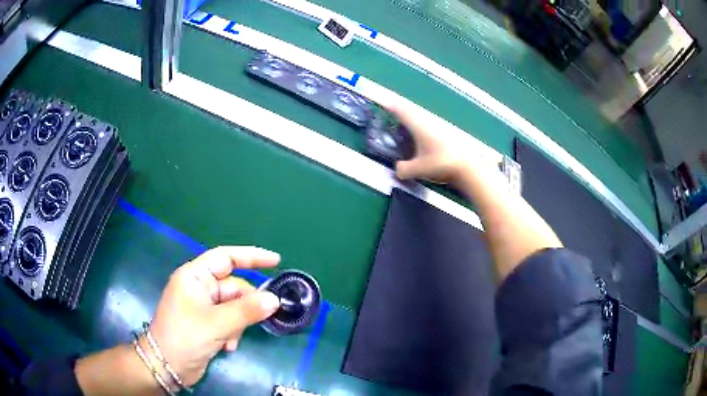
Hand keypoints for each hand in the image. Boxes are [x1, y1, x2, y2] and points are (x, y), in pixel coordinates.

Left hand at [149, 246, 281, 386]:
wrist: (167, 366)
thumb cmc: (185, 337)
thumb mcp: (216, 323)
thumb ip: (247, 310)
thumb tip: (275, 299)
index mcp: (195, 276)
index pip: (226, 257)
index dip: (251, 257)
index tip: (276, 261)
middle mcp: (199, 288)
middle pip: (234, 287)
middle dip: (246, 306)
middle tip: (262, 317)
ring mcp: (204, 307)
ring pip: (235, 307)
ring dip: (238, 324)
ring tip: (230, 339)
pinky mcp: (208, 323)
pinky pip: (230, 321)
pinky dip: (232, 333)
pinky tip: (226, 346)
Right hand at [390, 102, 493, 183]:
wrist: (468, 167)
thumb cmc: (441, 163)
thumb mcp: (418, 169)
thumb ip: (404, 170)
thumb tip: (398, 170)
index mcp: (418, 126)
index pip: (401, 111)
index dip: (391, 107)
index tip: (384, 104)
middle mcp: (428, 123)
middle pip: (411, 113)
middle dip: (402, 114)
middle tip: (393, 118)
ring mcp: (439, 127)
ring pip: (422, 120)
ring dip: (413, 123)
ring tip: (407, 133)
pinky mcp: (447, 135)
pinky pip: (430, 129)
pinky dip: (423, 132)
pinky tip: (424, 143)